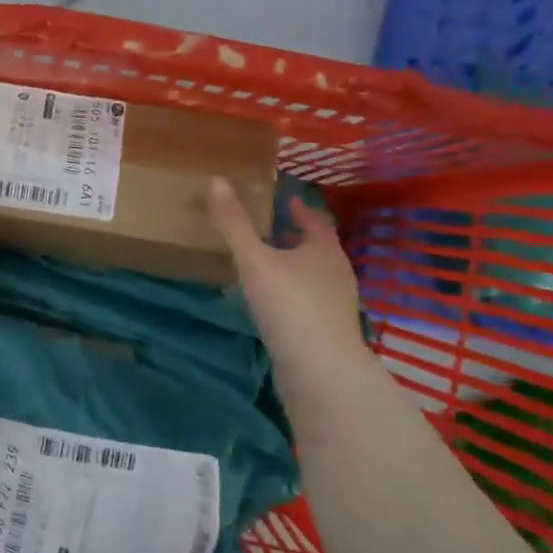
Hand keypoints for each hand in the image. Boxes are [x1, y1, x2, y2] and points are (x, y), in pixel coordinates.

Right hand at [208, 179, 371, 385]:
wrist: (321, 373)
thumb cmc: (290, 306)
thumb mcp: (255, 260)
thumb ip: (234, 223)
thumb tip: (216, 180)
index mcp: (324, 249)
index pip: (314, 218)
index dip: (297, 206)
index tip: (279, 197)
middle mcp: (336, 272)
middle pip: (313, 246)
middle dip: (290, 235)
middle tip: (262, 225)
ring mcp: (334, 304)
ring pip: (309, 274)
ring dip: (288, 264)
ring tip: (258, 260)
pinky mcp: (325, 330)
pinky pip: (304, 299)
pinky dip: (287, 291)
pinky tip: (266, 299)